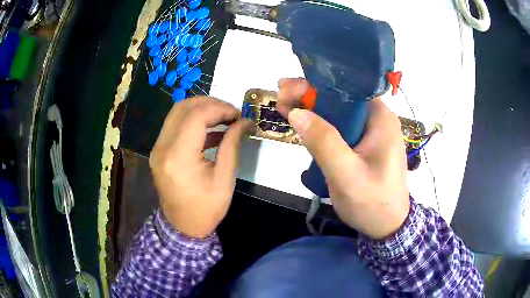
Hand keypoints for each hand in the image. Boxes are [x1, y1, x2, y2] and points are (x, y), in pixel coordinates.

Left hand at [150, 97, 251, 237]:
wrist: (183, 227)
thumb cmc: (206, 209)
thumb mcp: (225, 179)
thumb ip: (232, 145)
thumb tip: (245, 122)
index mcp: (179, 157)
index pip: (197, 116)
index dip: (220, 109)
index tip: (238, 115)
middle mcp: (162, 148)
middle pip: (183, 107)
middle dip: (210, 104)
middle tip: (231, 113)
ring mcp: (157, 148)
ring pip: (177, 112)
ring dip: (201, 109)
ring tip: (223, 117)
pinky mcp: (158, 150)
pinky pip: (174, 125)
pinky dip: (192, 121)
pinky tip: (210, 130)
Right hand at [278, 78, 409, 238]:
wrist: (387, 226)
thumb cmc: (372, 203)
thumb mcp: (347, 175)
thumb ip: (323, 142)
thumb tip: (296, 111)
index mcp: (380, 119)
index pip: (347, 89)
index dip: (316, 85)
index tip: (287, 88)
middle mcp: (378, 120)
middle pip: (341, 99)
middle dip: (310, 95)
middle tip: (280, 96)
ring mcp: (372, 133)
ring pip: (339, 113)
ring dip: (312, 109)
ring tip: (285, 106)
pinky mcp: (365, 145)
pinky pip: (341, 128)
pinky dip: (320, 125)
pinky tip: (303, 124)